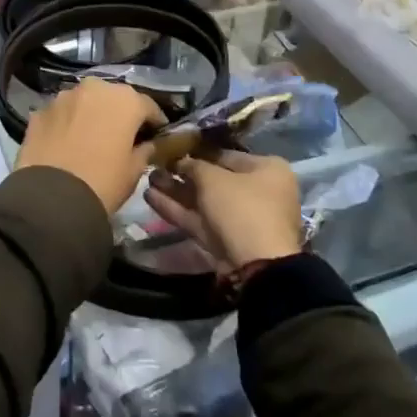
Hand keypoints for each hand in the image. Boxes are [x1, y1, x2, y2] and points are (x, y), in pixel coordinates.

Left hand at [17, 79, 165, 215]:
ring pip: (85, 101)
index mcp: (125, 100)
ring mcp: (64, 97)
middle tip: (123, 135)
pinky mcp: (40, 111)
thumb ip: (145, 151)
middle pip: (114, 98)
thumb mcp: (134, 171)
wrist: (52, 198)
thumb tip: (147, 144)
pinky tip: (67, 142)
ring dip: (91, 114)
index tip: (157, 134)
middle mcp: (95, 88)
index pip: (148, 106)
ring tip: (92, 136)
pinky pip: (61, 113)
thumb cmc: (103, 182)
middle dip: (120, 113)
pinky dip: (67, 123)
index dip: (154, 121)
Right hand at [144, 151, 303, 271]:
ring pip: (204, 202)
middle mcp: (259, 192)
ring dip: (176, 191)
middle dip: (182, 174)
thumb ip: (194, 166)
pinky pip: (201, 220)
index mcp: (268, 170)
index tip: (173, 150)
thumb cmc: (241, 208)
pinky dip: (178, 210)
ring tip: (148, 179)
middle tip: (155, 166)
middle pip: (214, 180)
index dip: (197, 152)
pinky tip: (150, 197)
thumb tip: (181, 162)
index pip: (227, 155)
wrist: (256, 266)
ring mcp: (242, 219)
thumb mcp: (213, 178)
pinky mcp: (227, 241)